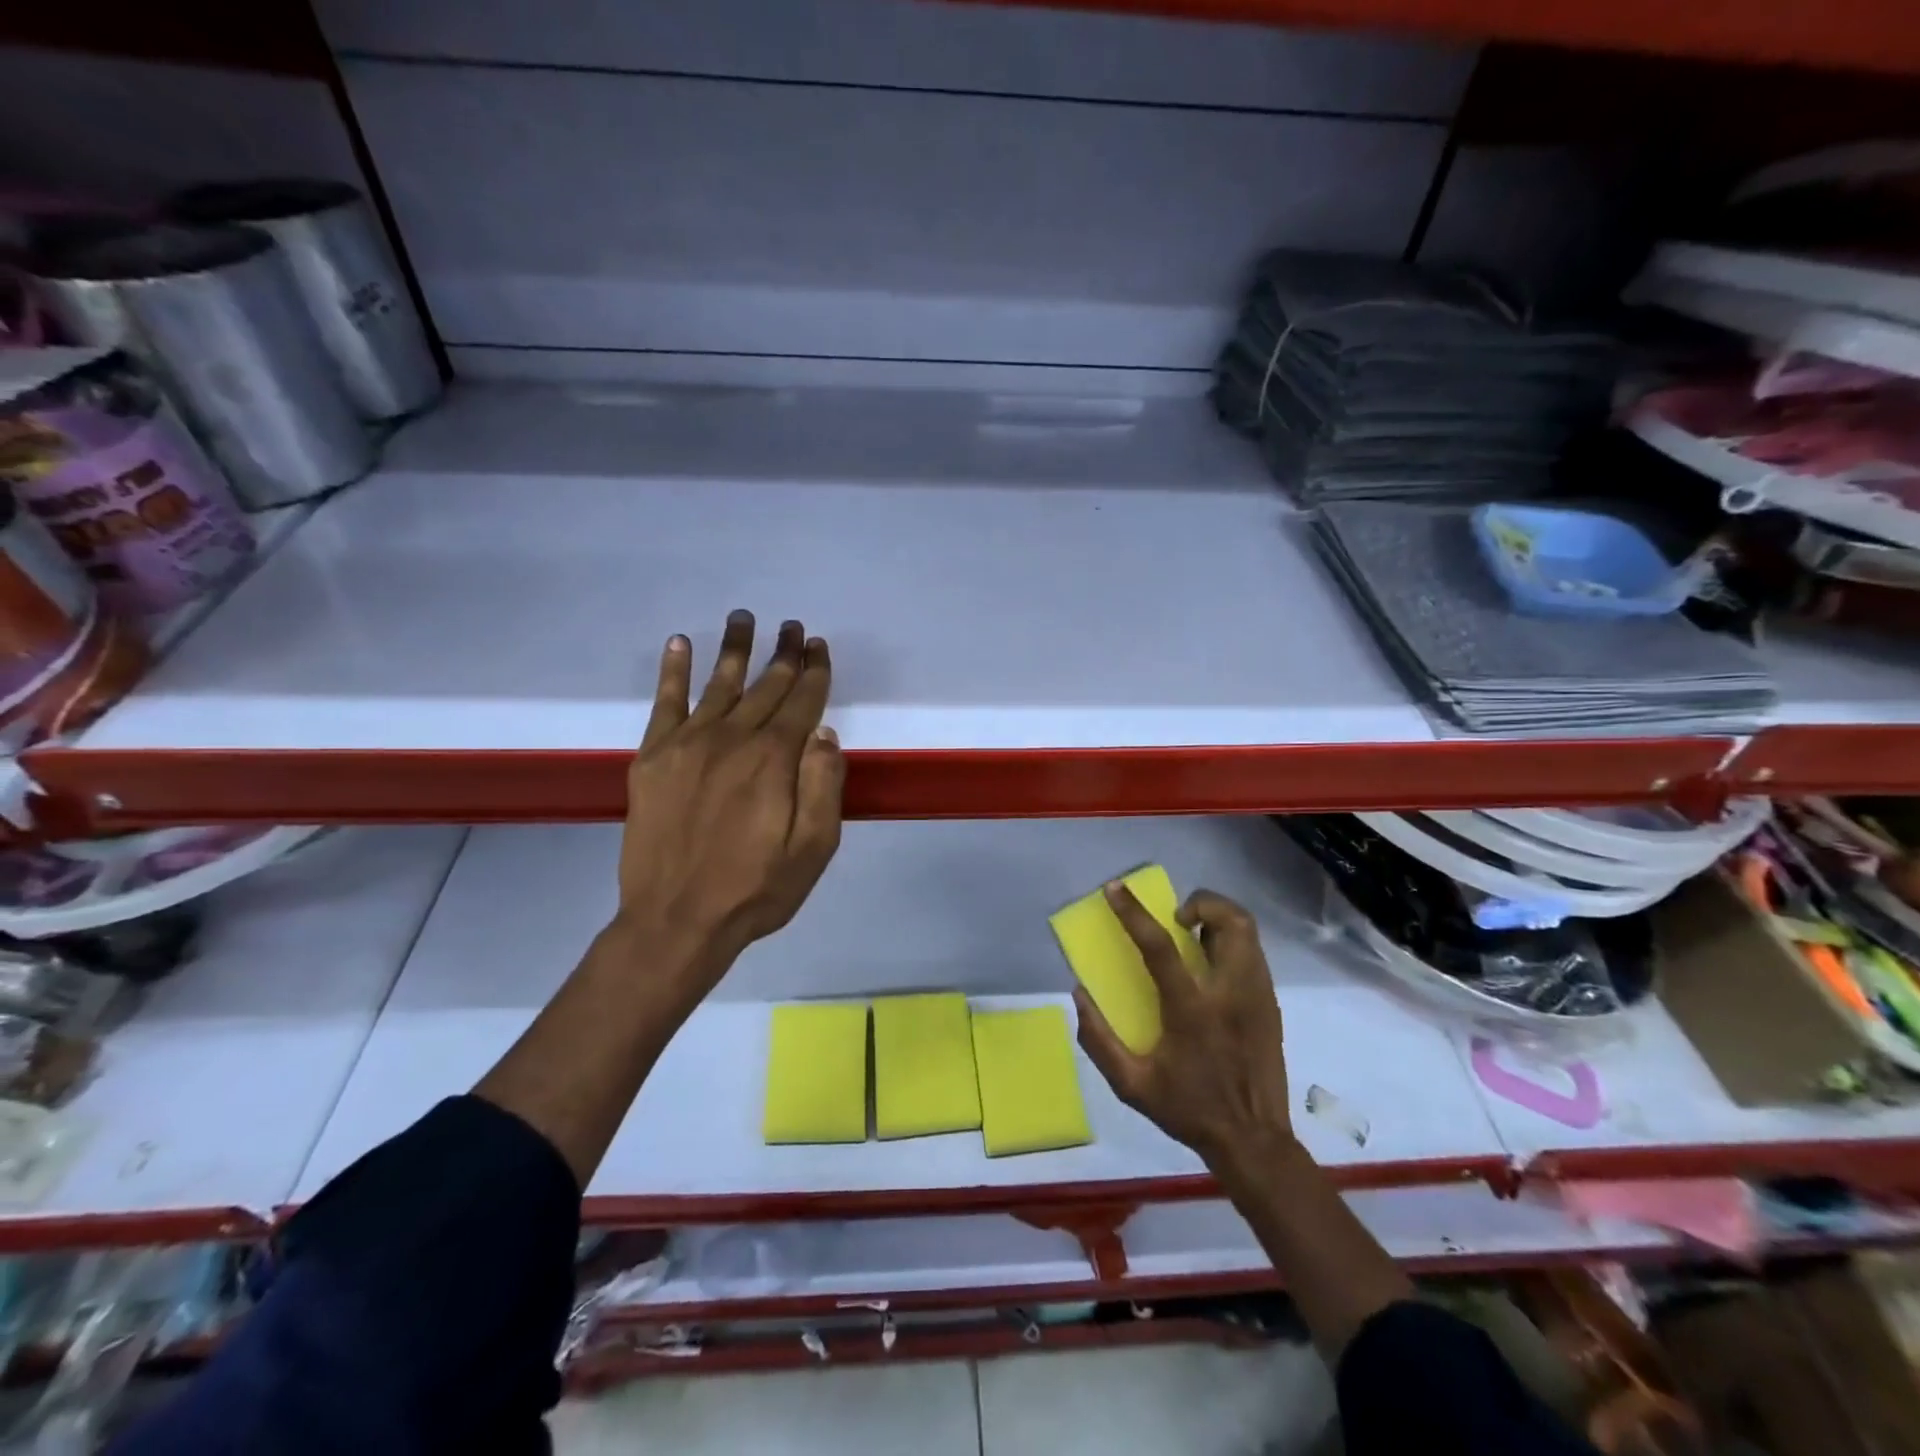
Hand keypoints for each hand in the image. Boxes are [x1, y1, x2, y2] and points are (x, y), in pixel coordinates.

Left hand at [615, 610, 844, 998]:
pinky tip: (679, 644)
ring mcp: (687, 746)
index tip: (818, 645)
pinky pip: (665, 703)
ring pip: (718, 684)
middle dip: (782, 654)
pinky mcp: (653, 759)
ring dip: (735, 649)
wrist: (676, 921)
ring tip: (744, 618)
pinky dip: (673, 672)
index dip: (813, 671)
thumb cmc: (756, 889)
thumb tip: (823, 730)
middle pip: (764, 686)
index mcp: (774, 760)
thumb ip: (823, 785)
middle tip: (792, 626)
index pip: (801, 701)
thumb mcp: (814, 848)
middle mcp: (732, 740)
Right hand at [1074, 885, 1293, 1176]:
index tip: (1115, 888)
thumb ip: (1099, 1040)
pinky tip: (1211, 965)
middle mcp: (1230, 993)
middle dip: (1201, 903)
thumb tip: (1079, 995)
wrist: (1253, 1141)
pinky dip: (1230, 941)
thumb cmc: (1189, 1110)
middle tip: (1175, 917)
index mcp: (1192, 1011)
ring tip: (1193, 935)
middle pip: (1229, 922)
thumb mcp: (1131, 1085)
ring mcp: (1257, 996)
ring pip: (1247, 931)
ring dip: (1217, 918)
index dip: (1133, 912)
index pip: (1160, 946)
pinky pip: (1254, 953)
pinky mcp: (1270, 1004)